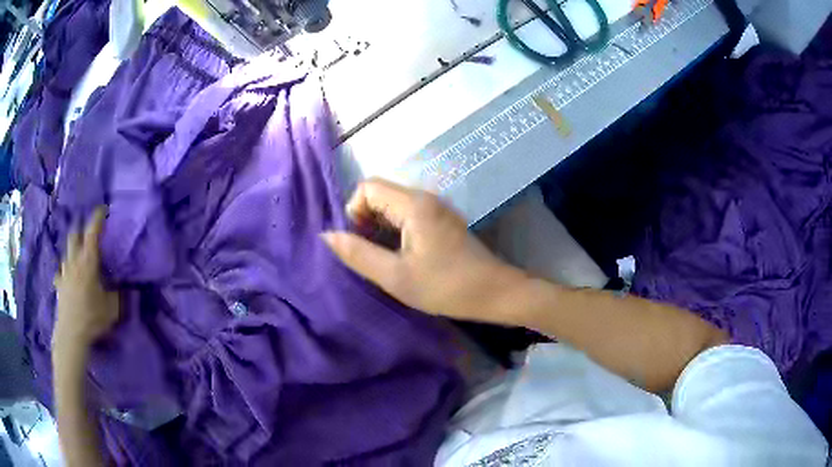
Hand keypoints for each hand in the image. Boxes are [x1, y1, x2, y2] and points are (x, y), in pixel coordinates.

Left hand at [53, 208, 118, 347]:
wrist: (71, 333)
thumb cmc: (92, 316)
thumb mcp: (112, 308)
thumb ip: (118, 294)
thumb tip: (125, 287)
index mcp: (88, 260)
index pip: (93, 231)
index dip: (98, 218)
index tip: (103, 210)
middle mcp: (74, 261)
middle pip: (74, 235)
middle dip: (81, 231)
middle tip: (88, 236)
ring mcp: (64, 272)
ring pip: (67, 253)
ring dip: (73, 252)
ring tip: (79, 259)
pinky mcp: (59, 285)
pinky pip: (60, 273)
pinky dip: (65, 272)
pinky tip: (68, 279)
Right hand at [322, 179, 518, 319]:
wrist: (495, 293)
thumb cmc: (446, 287)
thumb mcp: (396, 277)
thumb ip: (359, 254)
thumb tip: (327, 236)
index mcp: (414, 205)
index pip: (367, 187)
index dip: (354, 211)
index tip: (359, 243)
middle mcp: (425, 198)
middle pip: (380, 193)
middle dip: (365, 220)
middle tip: (370, 254)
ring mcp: (436, 208)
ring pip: (393, 205)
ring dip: (379, 227)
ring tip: (383, 258)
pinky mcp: (442, 221)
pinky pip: (407, 215)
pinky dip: (395, 231)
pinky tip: (400, 257)